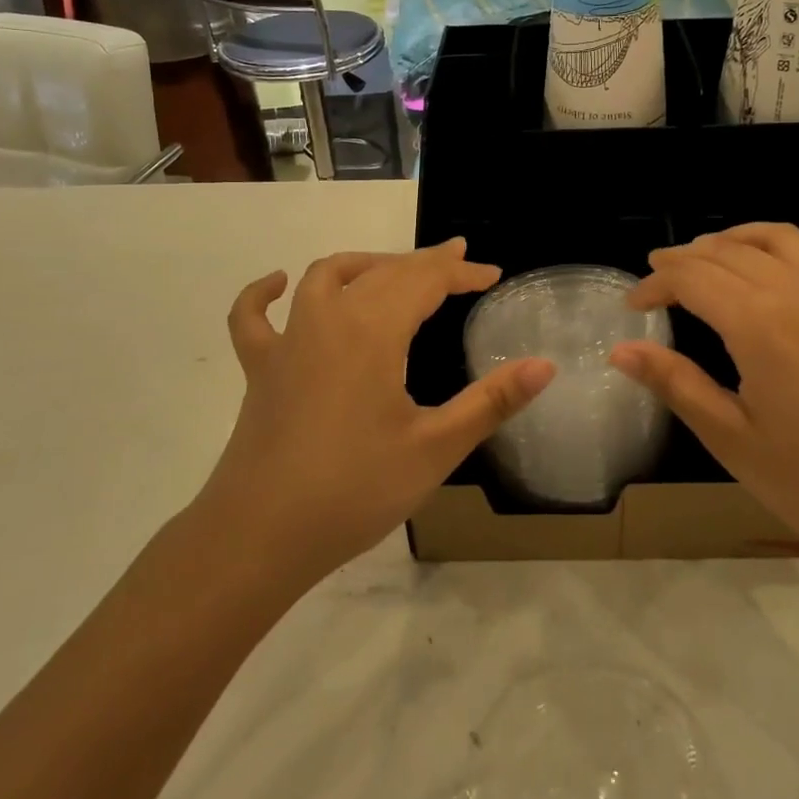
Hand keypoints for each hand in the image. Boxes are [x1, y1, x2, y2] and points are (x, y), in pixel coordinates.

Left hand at [192, 240, 553, 589]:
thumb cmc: (355, 490)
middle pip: (383, 272)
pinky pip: (253, 318)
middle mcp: (329, 320)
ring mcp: (288, 342)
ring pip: (326, 277)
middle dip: (425, 262)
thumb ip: (492, 402)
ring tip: (393, 269)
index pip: (426, 281)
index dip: (462, 272)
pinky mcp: (260, 369)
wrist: (261, 536)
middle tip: (458, 263)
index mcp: (374, 332)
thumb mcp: (436, 448)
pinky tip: (276, 284)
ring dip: (364, 265)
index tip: (492, 274)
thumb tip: (545, 366)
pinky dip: (262, 294)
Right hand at [610, 223, 798, 566]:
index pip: (691, 278)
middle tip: (654, 282)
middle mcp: (794, 291)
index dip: (654, 284)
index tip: (632, 306)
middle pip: (724, 252)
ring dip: (724, 241)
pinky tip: (757, 269)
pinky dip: (767, 243)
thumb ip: (676, 383)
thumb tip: (620, 350)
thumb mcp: (733, 440)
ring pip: (766, 238)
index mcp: (758, 325)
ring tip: (699, 260)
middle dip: (681, 260)